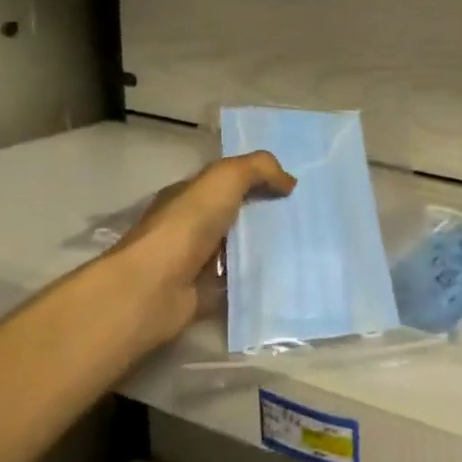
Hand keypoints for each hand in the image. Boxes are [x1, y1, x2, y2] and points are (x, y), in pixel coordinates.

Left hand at [106, 151, 294, 351]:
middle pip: (237, 215)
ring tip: (306, 245)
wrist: (152, 290)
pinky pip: (240, 281)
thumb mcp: (224, 179)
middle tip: (308, 215)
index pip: (226, 182)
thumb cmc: (185, 227)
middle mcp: (190, 226)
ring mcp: (197, 262)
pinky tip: (289, 273)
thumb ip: (258, 168)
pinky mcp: (206, 293)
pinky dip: (260, 278)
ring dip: (267, 247)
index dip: (258, 179)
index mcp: (188, 197)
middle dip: (269, 214)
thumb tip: (289, 181)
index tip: (295, 186)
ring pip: (241, 249)